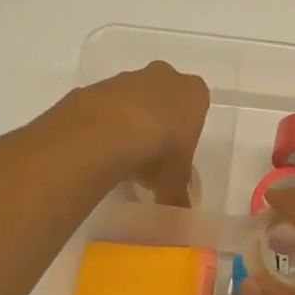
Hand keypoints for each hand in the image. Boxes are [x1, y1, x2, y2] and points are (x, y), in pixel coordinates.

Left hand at [71, 61, 210, 205]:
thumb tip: (180, 217)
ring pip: (133, 99)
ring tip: (122, 157)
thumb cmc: (159, 152)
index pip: (197, 107)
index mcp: (194, 94)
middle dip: (158, 121)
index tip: (176, 154)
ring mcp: (128, 78)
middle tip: (151, 155)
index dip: (186, 132)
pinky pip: (105, 106)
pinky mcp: (97, 86)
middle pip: (164, 98)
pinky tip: (100, 148)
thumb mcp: (174, 182)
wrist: (108, 133)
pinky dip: (104, 123)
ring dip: (129, 121)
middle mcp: (164, 77)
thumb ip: (178, 196)